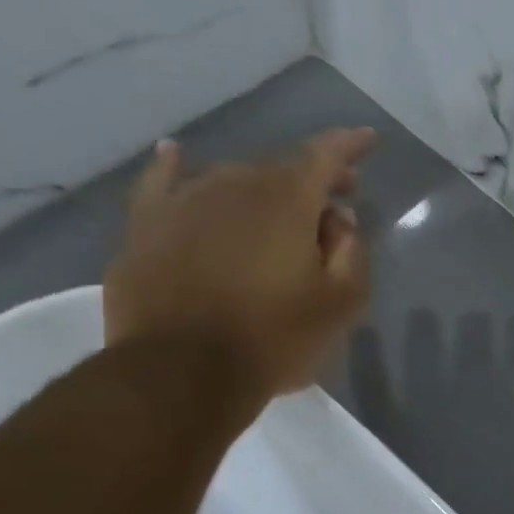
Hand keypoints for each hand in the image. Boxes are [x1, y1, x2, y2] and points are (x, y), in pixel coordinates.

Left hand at [104, 129, 375, 407]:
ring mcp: (184, 202)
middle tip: (333, 202)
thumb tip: (340, 221)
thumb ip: (352, 254)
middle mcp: (236, 186)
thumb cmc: (274, 339)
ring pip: (230, 178)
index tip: (368, 139)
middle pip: (280, 167)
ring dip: (261, 186)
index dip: (349, 146)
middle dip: (312, 178)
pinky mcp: (145, 228)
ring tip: (277, 207)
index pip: (325, 156)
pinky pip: (161, 184)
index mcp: (288, 201)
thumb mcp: (341, 304)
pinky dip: (173, 166)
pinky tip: (175, 153)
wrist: (181, 374)